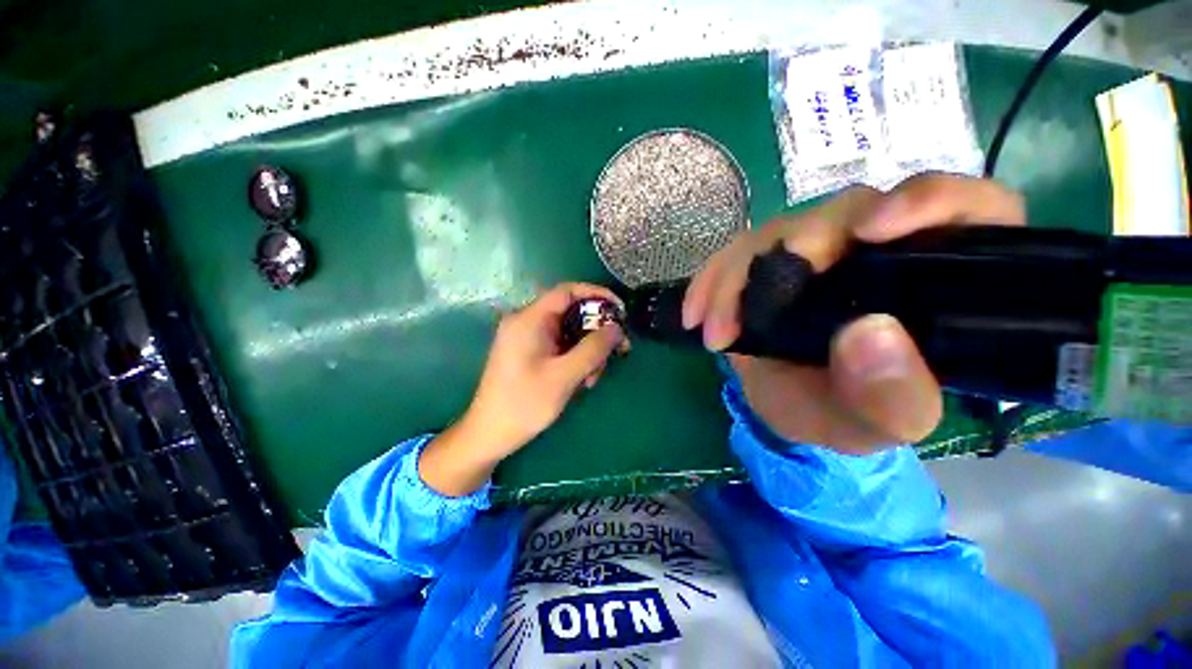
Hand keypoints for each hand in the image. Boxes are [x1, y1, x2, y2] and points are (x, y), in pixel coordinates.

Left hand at [419, 283, 627, 494]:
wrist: (489, 434)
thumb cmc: (525, 404)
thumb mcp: (564, 376)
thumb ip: (593, 348)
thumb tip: (617, 328)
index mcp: (529, 319)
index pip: (567, 291)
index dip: (597, 294)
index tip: (620, 310)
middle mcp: (526, 322)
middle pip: (571, 313)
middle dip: (596, 332)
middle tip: (617, 351)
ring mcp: (526, 337)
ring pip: (568, 332)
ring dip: (587, 351)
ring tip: (593, 378)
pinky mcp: (529, 352)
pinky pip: (560, 345)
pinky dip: (575, 358)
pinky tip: (581, 380)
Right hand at [682, 174, 1025, 452]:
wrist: (790, 404)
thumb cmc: (844, 413)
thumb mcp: (874, 424)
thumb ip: (891, 399)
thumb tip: (870, 334)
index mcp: (936, 279)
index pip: (965, 209)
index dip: (927, 202)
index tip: (872, 230)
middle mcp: (880, 248)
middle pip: (848, 213)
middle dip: (794, 253)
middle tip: (749, 312)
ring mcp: (819, 247)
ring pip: (779, 231)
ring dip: (736, 278)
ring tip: (714, 331)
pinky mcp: (771, 257)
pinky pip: (735, 252)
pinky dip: (710, 281)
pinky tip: (695, 314)